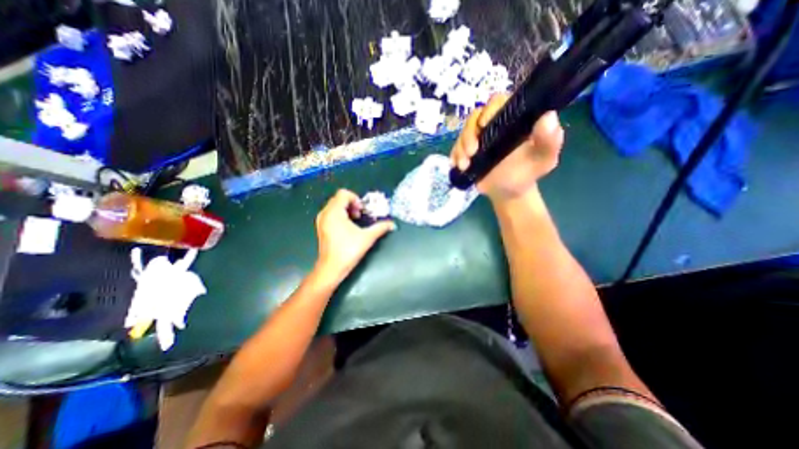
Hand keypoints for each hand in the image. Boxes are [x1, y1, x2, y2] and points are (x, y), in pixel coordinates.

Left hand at [315, 189, 396, 283]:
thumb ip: (381, 228)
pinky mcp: (321, 227)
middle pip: (338, 199)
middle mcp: (325, 213)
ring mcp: (321, 221)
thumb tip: (393, 224)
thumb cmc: (348, 251)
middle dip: (351, 204)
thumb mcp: (367, 237)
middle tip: (360, 215)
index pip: (343, 194)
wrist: (331, 268)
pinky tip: (347, 227)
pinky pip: (330, 214)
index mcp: (334, 212)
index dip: (355, 199)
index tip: (362, 211)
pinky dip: (340, 215)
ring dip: (346, 209)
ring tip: (354, 221)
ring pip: (334, 206)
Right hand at [449, 95, 567, 200]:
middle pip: (475, 117)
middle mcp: (493, 125)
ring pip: (463, 133)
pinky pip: (456, 148)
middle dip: (469, 133)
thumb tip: (548, 116)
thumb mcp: (543, 159)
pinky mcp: (467, 151)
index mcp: (512, 120)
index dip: (489, 109)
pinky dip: (455, 156)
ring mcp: (477, 138)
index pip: (499, 102)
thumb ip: (549, 140)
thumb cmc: (527, 173)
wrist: (508, 192)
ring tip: (464, 165)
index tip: (484, 125)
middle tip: (471, 152)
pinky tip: (458, 166)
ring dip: (460, 148)